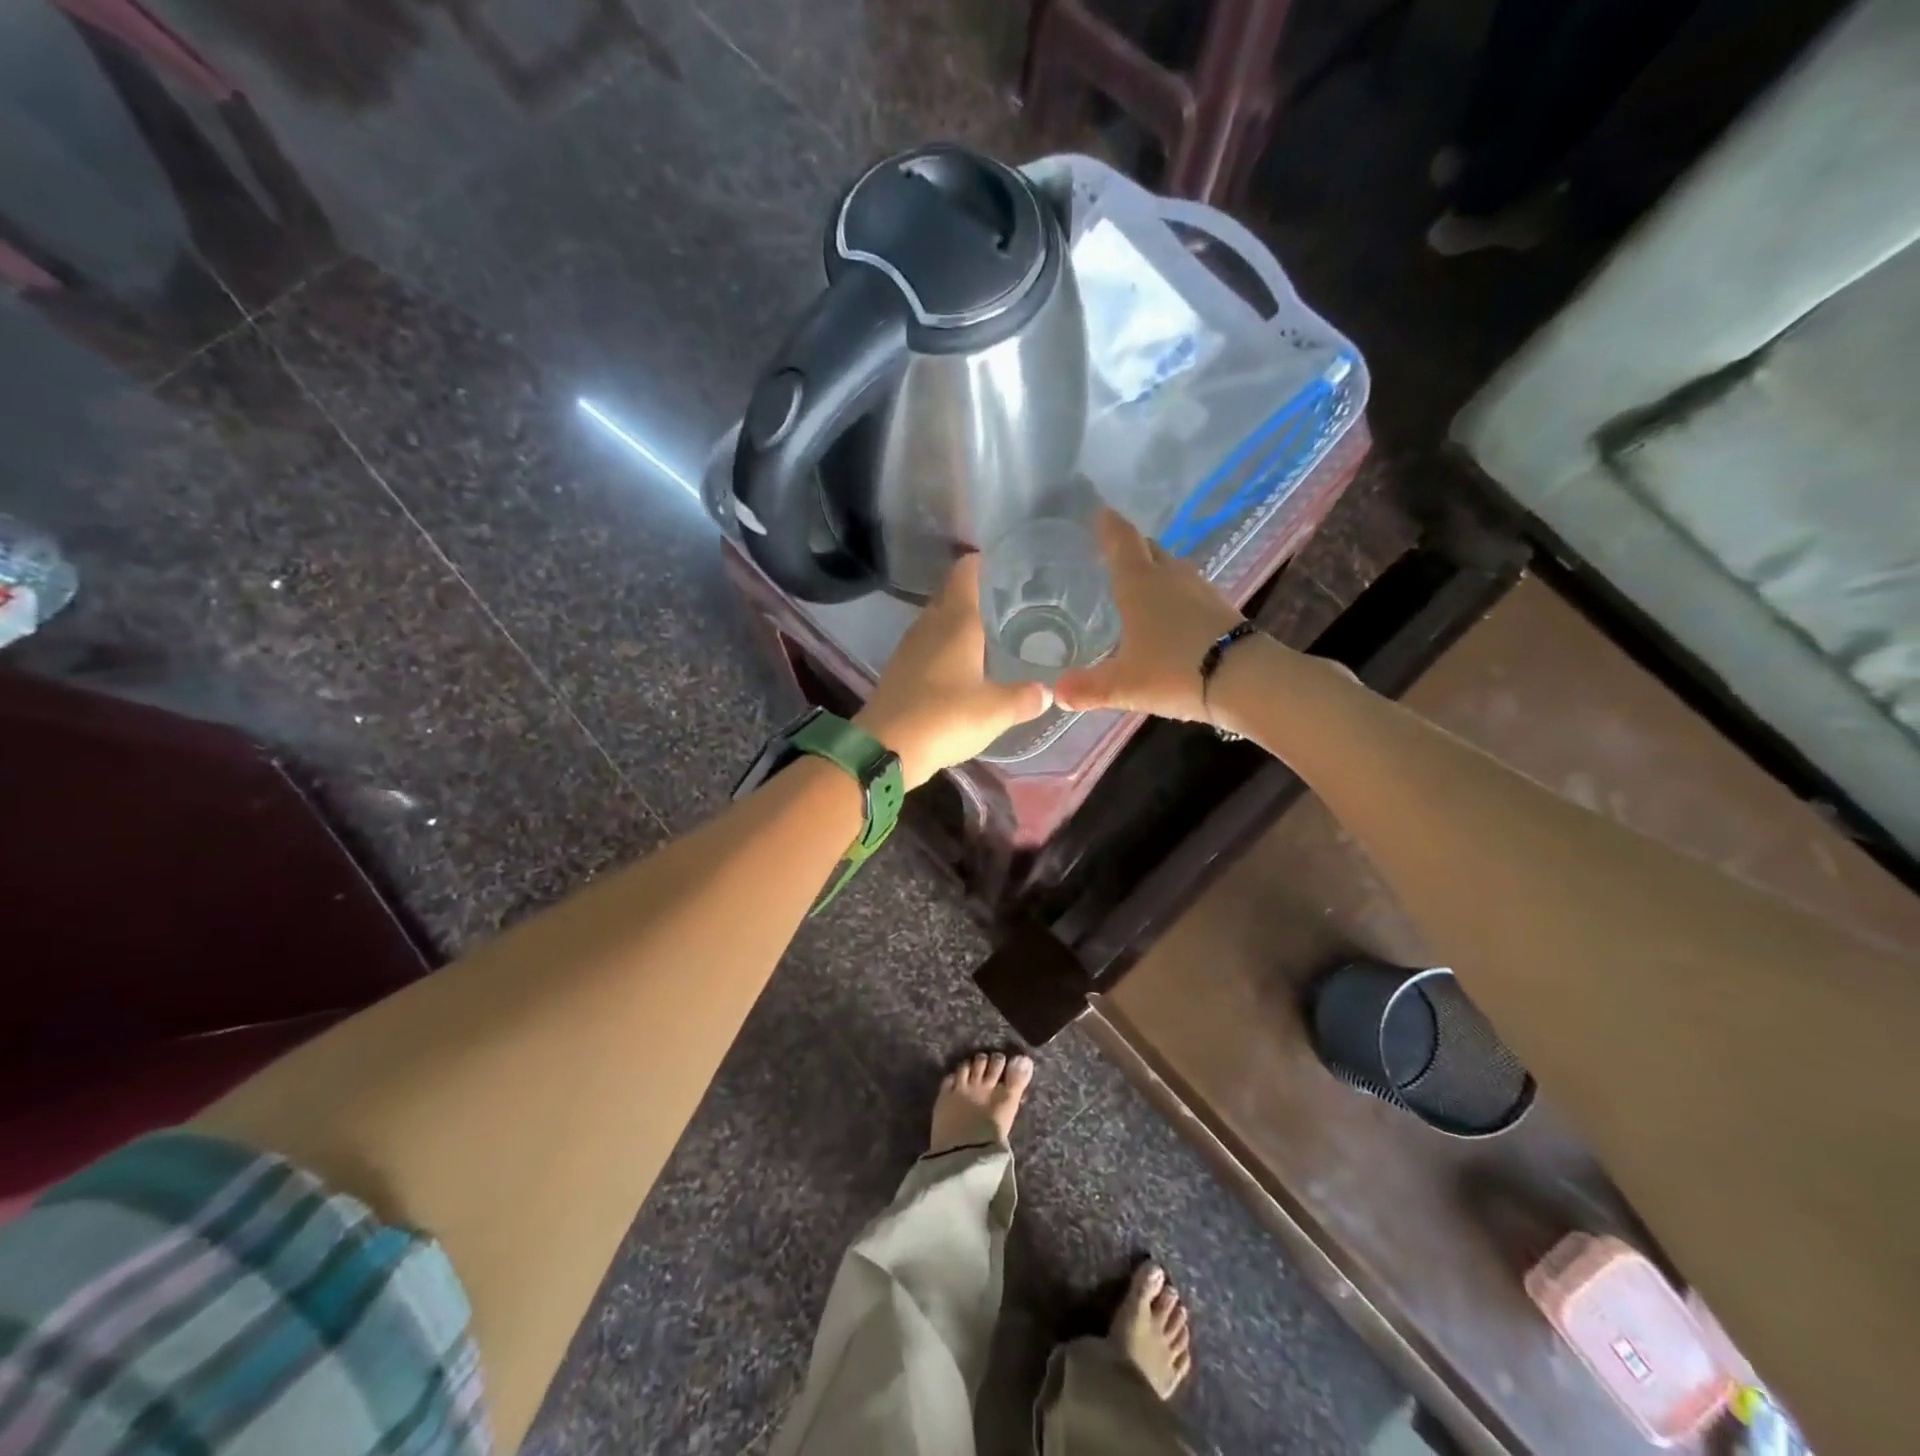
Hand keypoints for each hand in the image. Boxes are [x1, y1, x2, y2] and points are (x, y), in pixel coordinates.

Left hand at [856, 555, 1048, 788]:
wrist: (886, 749)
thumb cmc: (946, 718)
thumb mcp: (996, 710)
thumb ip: (1024, 697)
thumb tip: (1048, 691)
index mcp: (955, 621)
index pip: (966, 573)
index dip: (982, 562)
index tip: (1004, 563)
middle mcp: (929, 625)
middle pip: (950, 595)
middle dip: (975, 594)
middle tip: (1006, 601)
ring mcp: (909, 648)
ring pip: (937, 622)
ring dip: (958, 622)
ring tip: (989, 631)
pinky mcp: (898, 672)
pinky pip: (926, 647)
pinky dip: (944, 647)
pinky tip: (961, 665)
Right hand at [1054, 508, 1244, 722]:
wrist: (1245, 680)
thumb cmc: (1173, 671)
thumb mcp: (1123, 685)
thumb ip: (1088, 688)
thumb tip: (1056, 693)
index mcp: (1139, 584)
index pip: (1121, 541)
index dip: (1108, 526)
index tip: (1100, 512)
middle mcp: (1170, 577)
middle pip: (1148, 549)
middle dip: (1130, 547)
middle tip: (1112, 552)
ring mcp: (1200, 590)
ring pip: (1171, 568)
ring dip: (1154, 569)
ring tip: (1138, 583)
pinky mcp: (1220, 608)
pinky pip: (1189, 590)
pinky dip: (1174, 593)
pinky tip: (1170, 613)